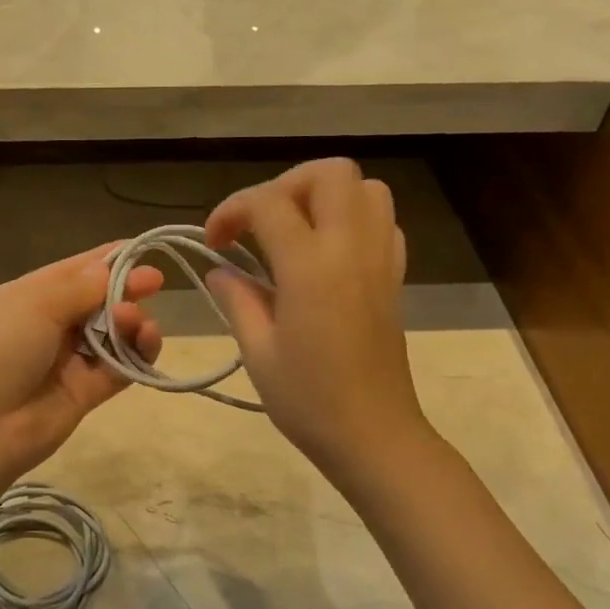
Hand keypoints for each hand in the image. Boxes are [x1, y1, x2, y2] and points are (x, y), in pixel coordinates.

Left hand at [0, 244, 163, 483]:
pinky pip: (120, 367)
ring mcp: (68, 361)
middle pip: (98, 301)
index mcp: (29, 296)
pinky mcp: (86, 394)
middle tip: (154, 283)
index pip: (75, 270)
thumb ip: (80, 286)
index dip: (108, 259)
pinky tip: (147, 340)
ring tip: (135, 320)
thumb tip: (110, 269)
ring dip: (131, 321)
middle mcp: (49, 326)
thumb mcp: (33, 304)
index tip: (143, 250)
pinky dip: (137, 353)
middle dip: (125, 289)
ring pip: (113, 334)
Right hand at [204, 159, 428, 481]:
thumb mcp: (258, 351)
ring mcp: (380, 260)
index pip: (268, 203)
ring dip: (325, 196)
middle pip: (329, 173)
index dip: (231, 210)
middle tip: (259, 223)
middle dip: (285, 185)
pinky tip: (328, 254)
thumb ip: (237, 299)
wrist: (374, 435)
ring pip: (366, 189)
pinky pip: (383, 223)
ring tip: (294, 231)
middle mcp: (351, 248)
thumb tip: (220, 270)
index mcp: (310, 266)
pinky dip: (353, 220)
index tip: (214, 241)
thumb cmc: (308, 400)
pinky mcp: (395, 278)